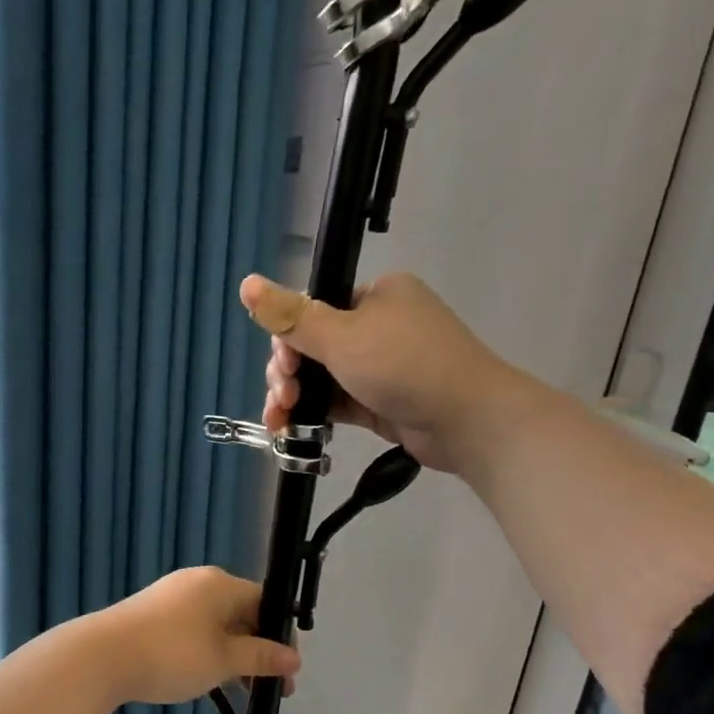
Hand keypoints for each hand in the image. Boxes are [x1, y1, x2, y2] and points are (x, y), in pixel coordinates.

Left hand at [87, 567, 299, 706]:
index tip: (286, 673)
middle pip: (241, 613)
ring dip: (232, 656)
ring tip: (239, 692)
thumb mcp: (223, 660)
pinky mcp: (152, 616)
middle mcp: (197, 583)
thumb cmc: (171, 654)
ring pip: (216, 626)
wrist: (100, 657)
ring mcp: (171, 598)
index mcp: (220, 584)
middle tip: (268, 689)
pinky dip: (207, 653)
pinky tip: (206, 682)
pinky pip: (193, 631)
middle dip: (257, 651)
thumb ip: (260, 657)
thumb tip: (294, 658)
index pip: (265, 602)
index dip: (280, 637)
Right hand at [241, 272, 521, 476]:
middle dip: (288, 376)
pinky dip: (315, 414)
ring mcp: (381, 367)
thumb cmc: (405, 365)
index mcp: (375, 295)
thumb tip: (245, 282)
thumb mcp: (341, 337)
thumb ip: (291, 316)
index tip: (283, 369)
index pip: (313, 311)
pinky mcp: (381, 401)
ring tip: (281, 423)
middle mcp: (378, 326)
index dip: (287, 341)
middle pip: (313, 347)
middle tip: (282, 399)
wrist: (468, 420)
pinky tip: (292, 431)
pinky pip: (337, 402)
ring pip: (322, 379)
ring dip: (295, 399)